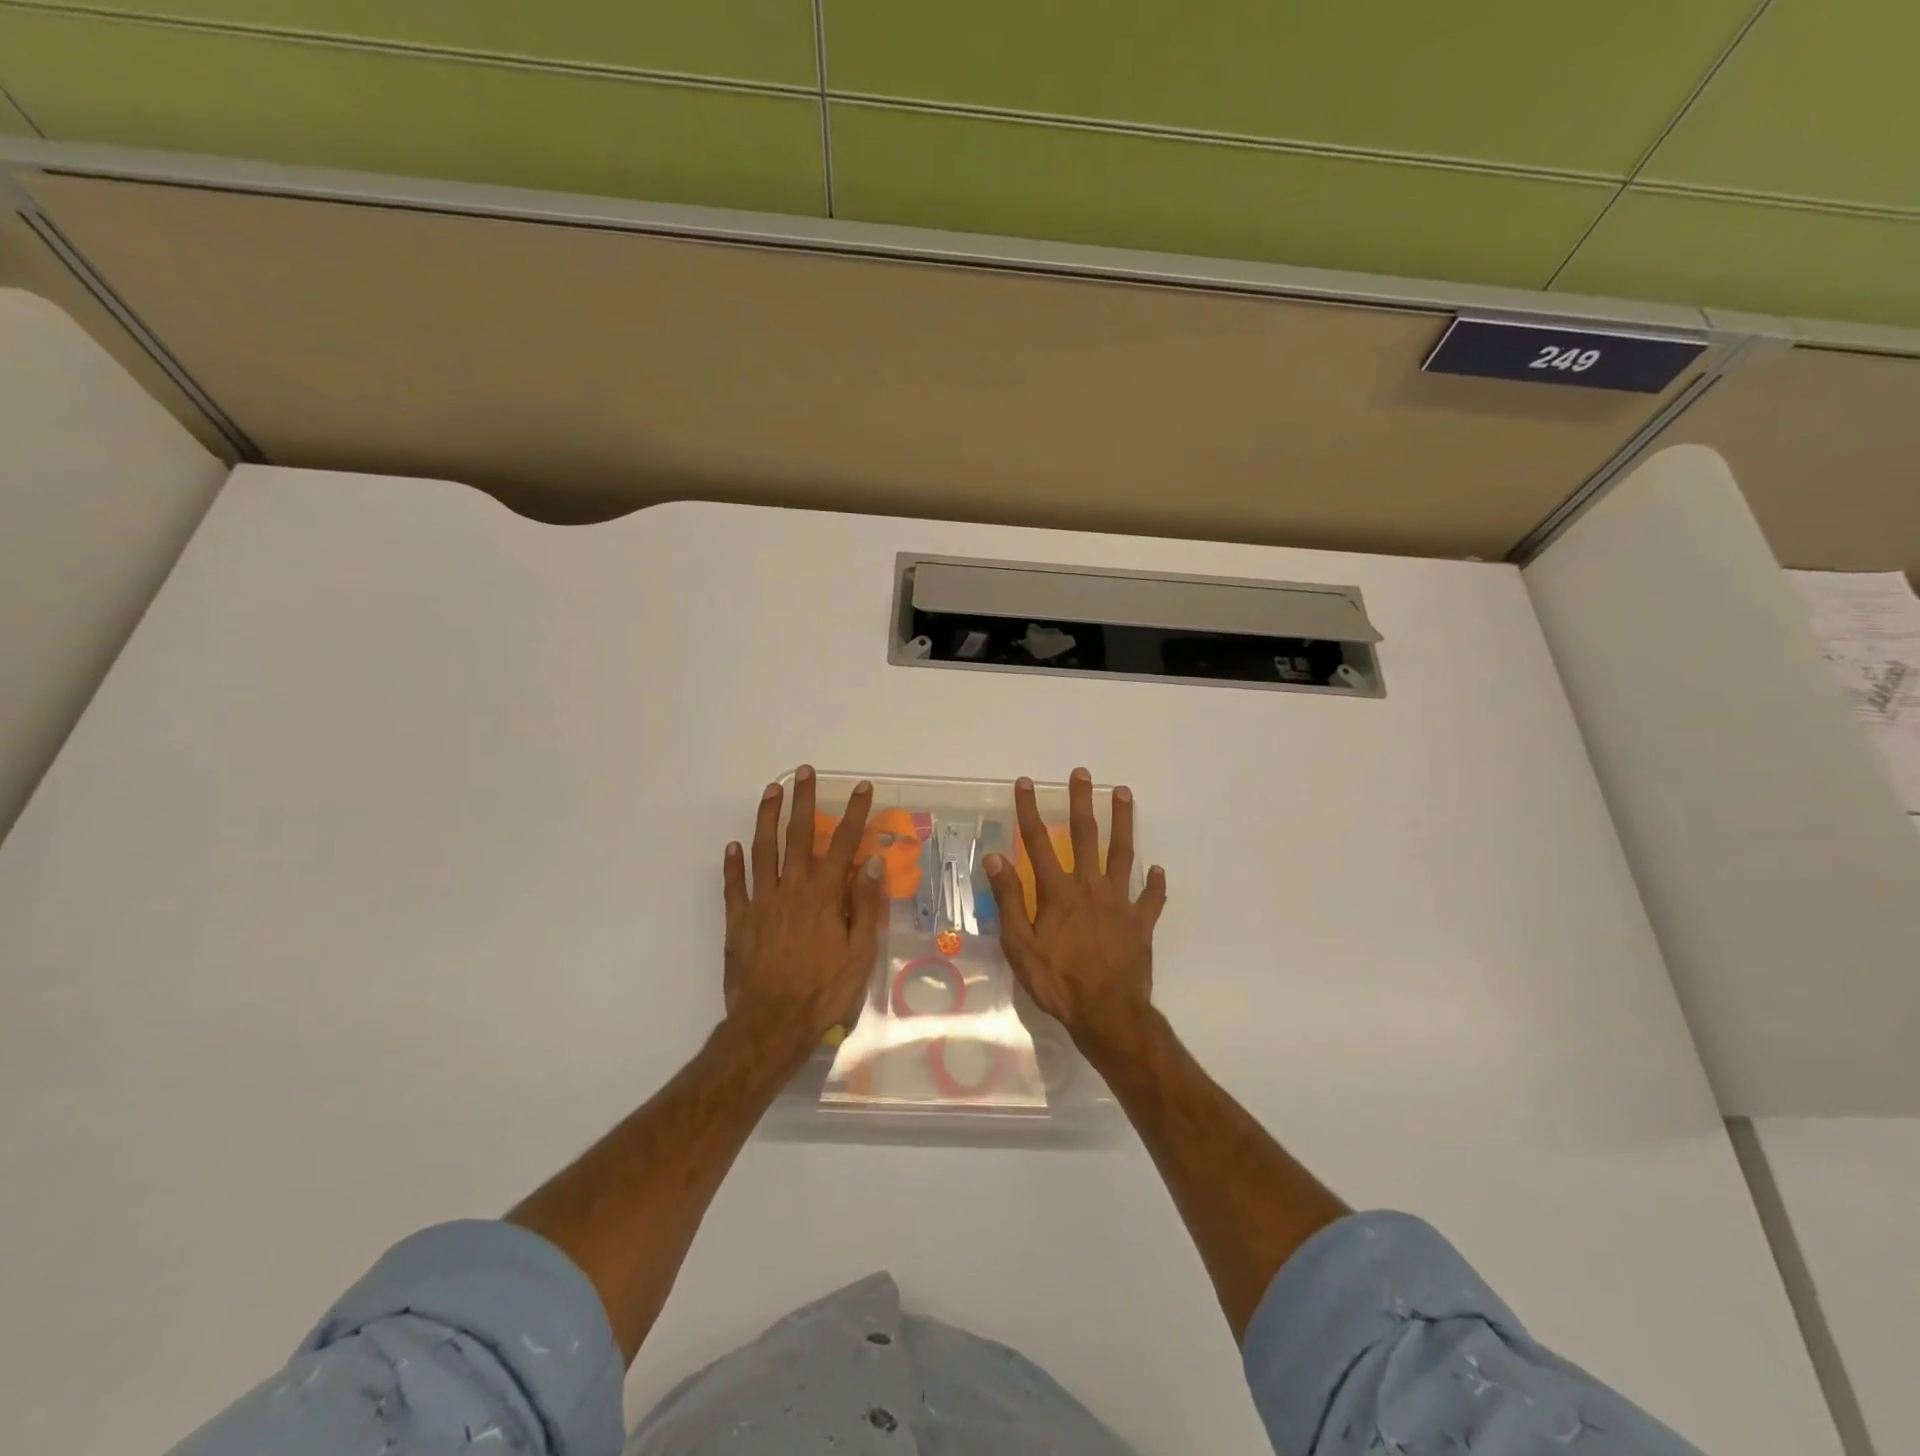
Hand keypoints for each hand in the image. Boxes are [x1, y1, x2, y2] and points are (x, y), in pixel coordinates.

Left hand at [722, 766, 885, 1057]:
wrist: (772, 1024)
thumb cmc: (824, 991)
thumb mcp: (859, 953)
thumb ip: (863, 905)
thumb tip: (872, 863)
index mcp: (824, 895)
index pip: (842, 843)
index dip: (853, 813)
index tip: (860, 787)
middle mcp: (792, 889)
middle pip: (798, 835)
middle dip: (803, 800)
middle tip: (804, 771)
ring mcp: (761, 902)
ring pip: (763, 850)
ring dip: (767, 818)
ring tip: (771, 791)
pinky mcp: (738, 921)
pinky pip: (734, 886)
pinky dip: (733, 864)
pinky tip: (733, 847)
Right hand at [984, 768, 1166, 1046]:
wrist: (1107, 1013)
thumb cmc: (1057, 981)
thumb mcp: (1020, 945)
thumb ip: (1009, 899)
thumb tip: (996, 858)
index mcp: (1058, 892)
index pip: (1039, 842)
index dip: (1029, 810)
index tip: (1025, 784)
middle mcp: (1090, 887)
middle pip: (1086, 836)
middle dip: (1081, 802)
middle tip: (1082, 774)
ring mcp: (1119, 903)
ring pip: (1122, 854)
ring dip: (1123, 822)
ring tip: (1123, 794)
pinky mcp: (1140, 923)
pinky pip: (1150, 898)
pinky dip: (1154, 884)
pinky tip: (1157, 870)